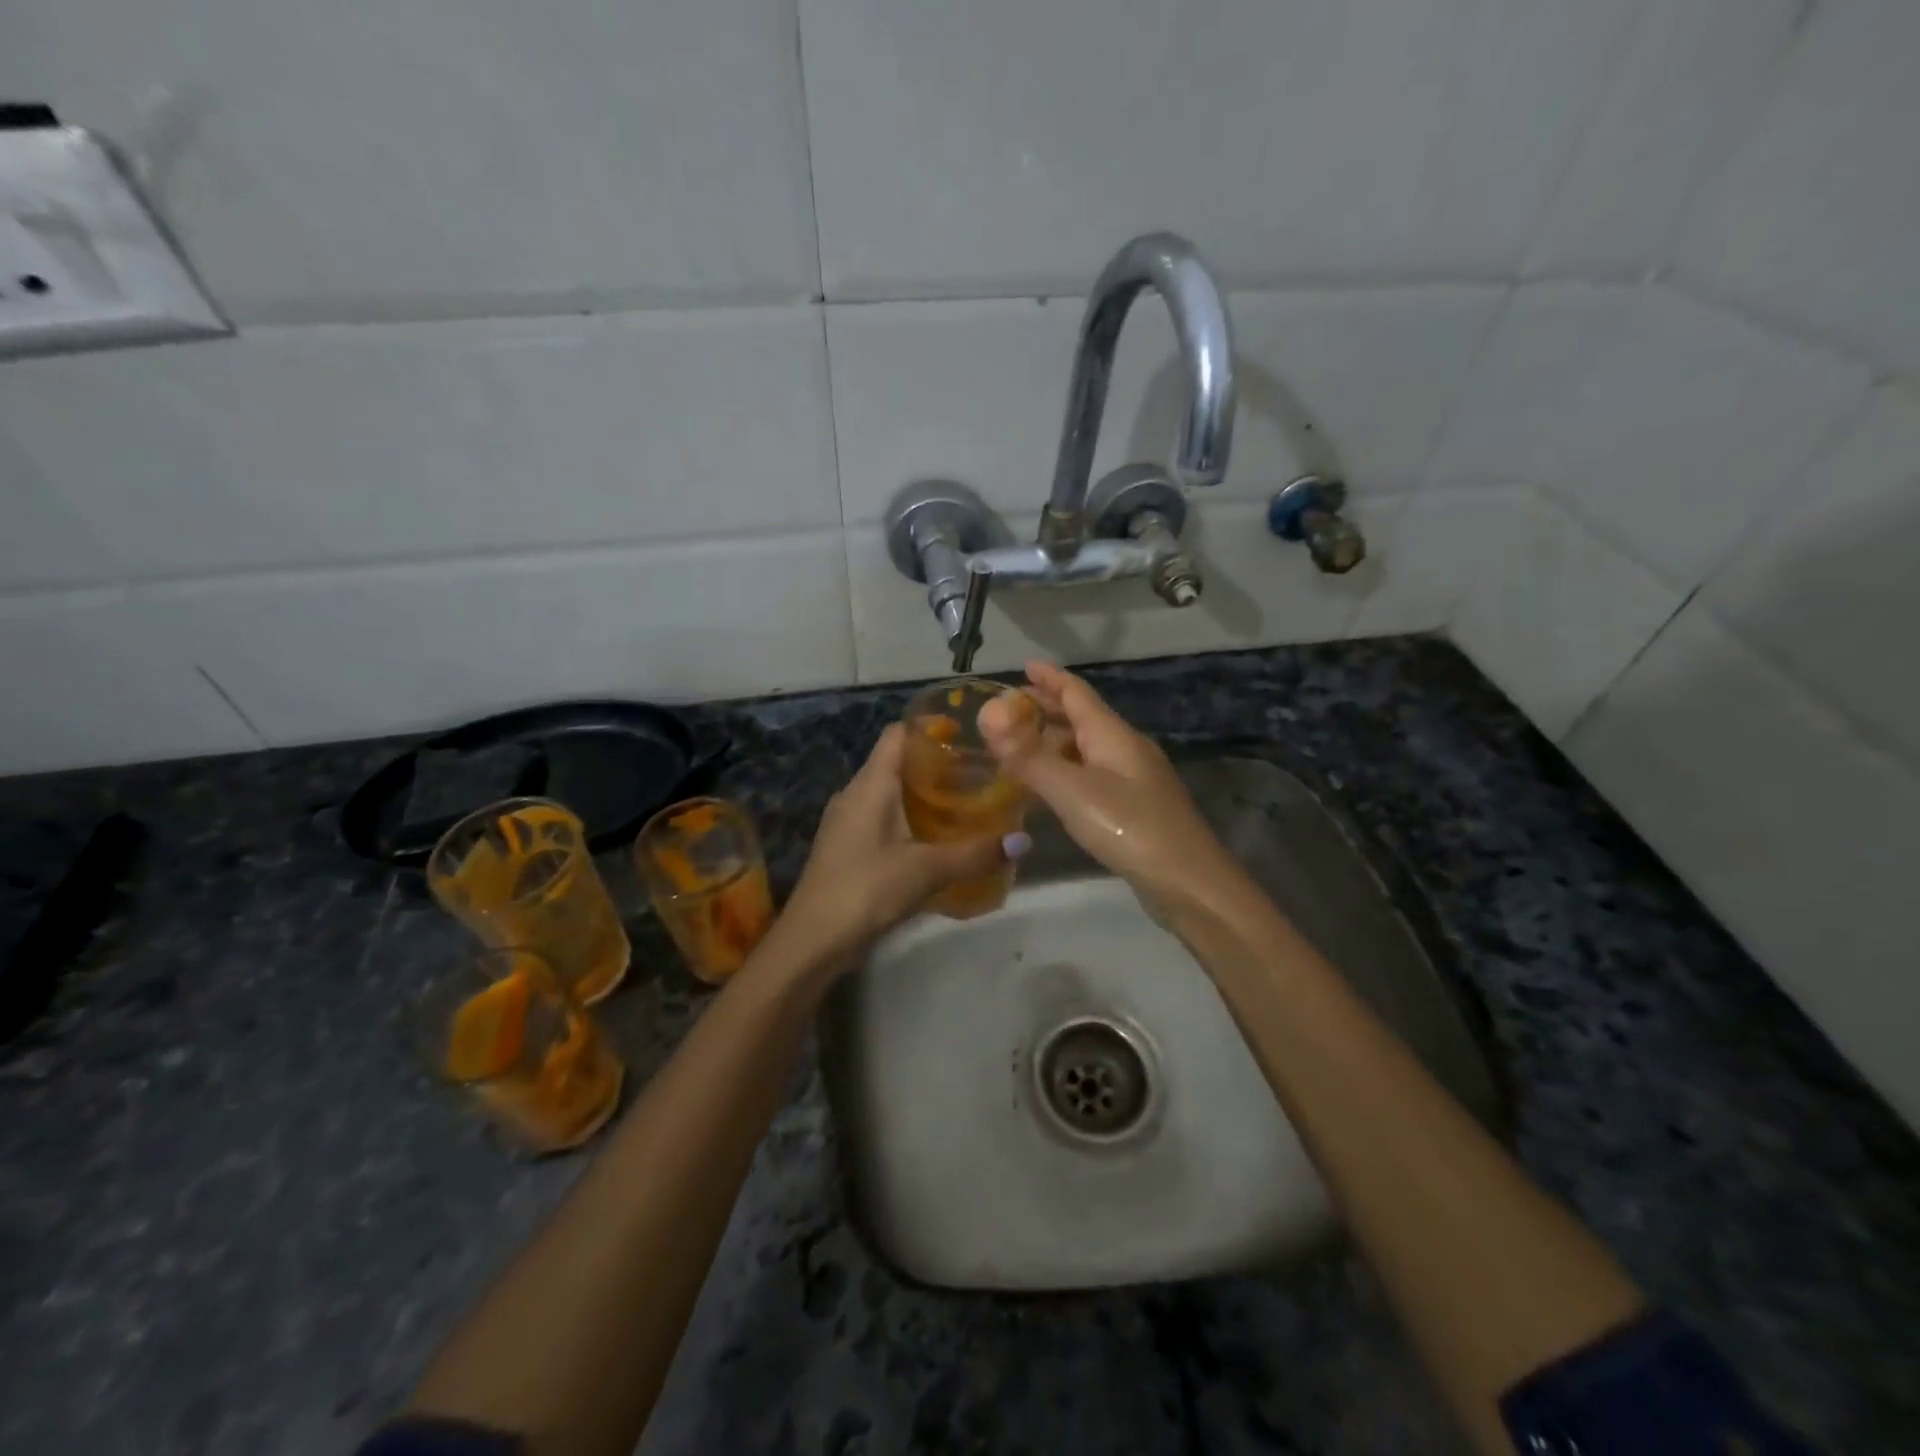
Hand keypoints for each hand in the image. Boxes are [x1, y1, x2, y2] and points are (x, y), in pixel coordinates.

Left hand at [770, 724, 1025, 974]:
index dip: (930, 727)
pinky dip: (909, 820)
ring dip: (923, 796)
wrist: (812, 940)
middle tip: (979, 774)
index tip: (969, 735)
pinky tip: (936, 840)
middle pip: (897, 762)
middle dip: (937, 765)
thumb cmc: (866, 890)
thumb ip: (975, 853)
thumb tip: (1024, 840)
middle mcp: (855, 793)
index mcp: (870, 784)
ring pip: (890, 793)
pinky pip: (882, 818)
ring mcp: (847, 821)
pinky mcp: (847, 846)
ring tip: (966, 804)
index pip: (898, 733)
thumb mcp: (926, 870)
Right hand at [978, 662, 1236, 912]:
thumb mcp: (1071, 790)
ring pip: (1088, 747)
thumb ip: (1027, 755)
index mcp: (1112, 734)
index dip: (1049, 678)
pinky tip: (1053, 786)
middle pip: (1083, 717)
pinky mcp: (1135, 806)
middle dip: (1049, 707)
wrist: (1188, 881)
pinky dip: (1067, 768)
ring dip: (1056, 739)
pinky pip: (1093, 773)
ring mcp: (1134, 778)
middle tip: (1012, 706)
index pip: (1076, 693)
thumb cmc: (1129, 827)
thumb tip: (987, 713)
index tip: (1023, 665)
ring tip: (1023, 744)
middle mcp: (1125, 748)